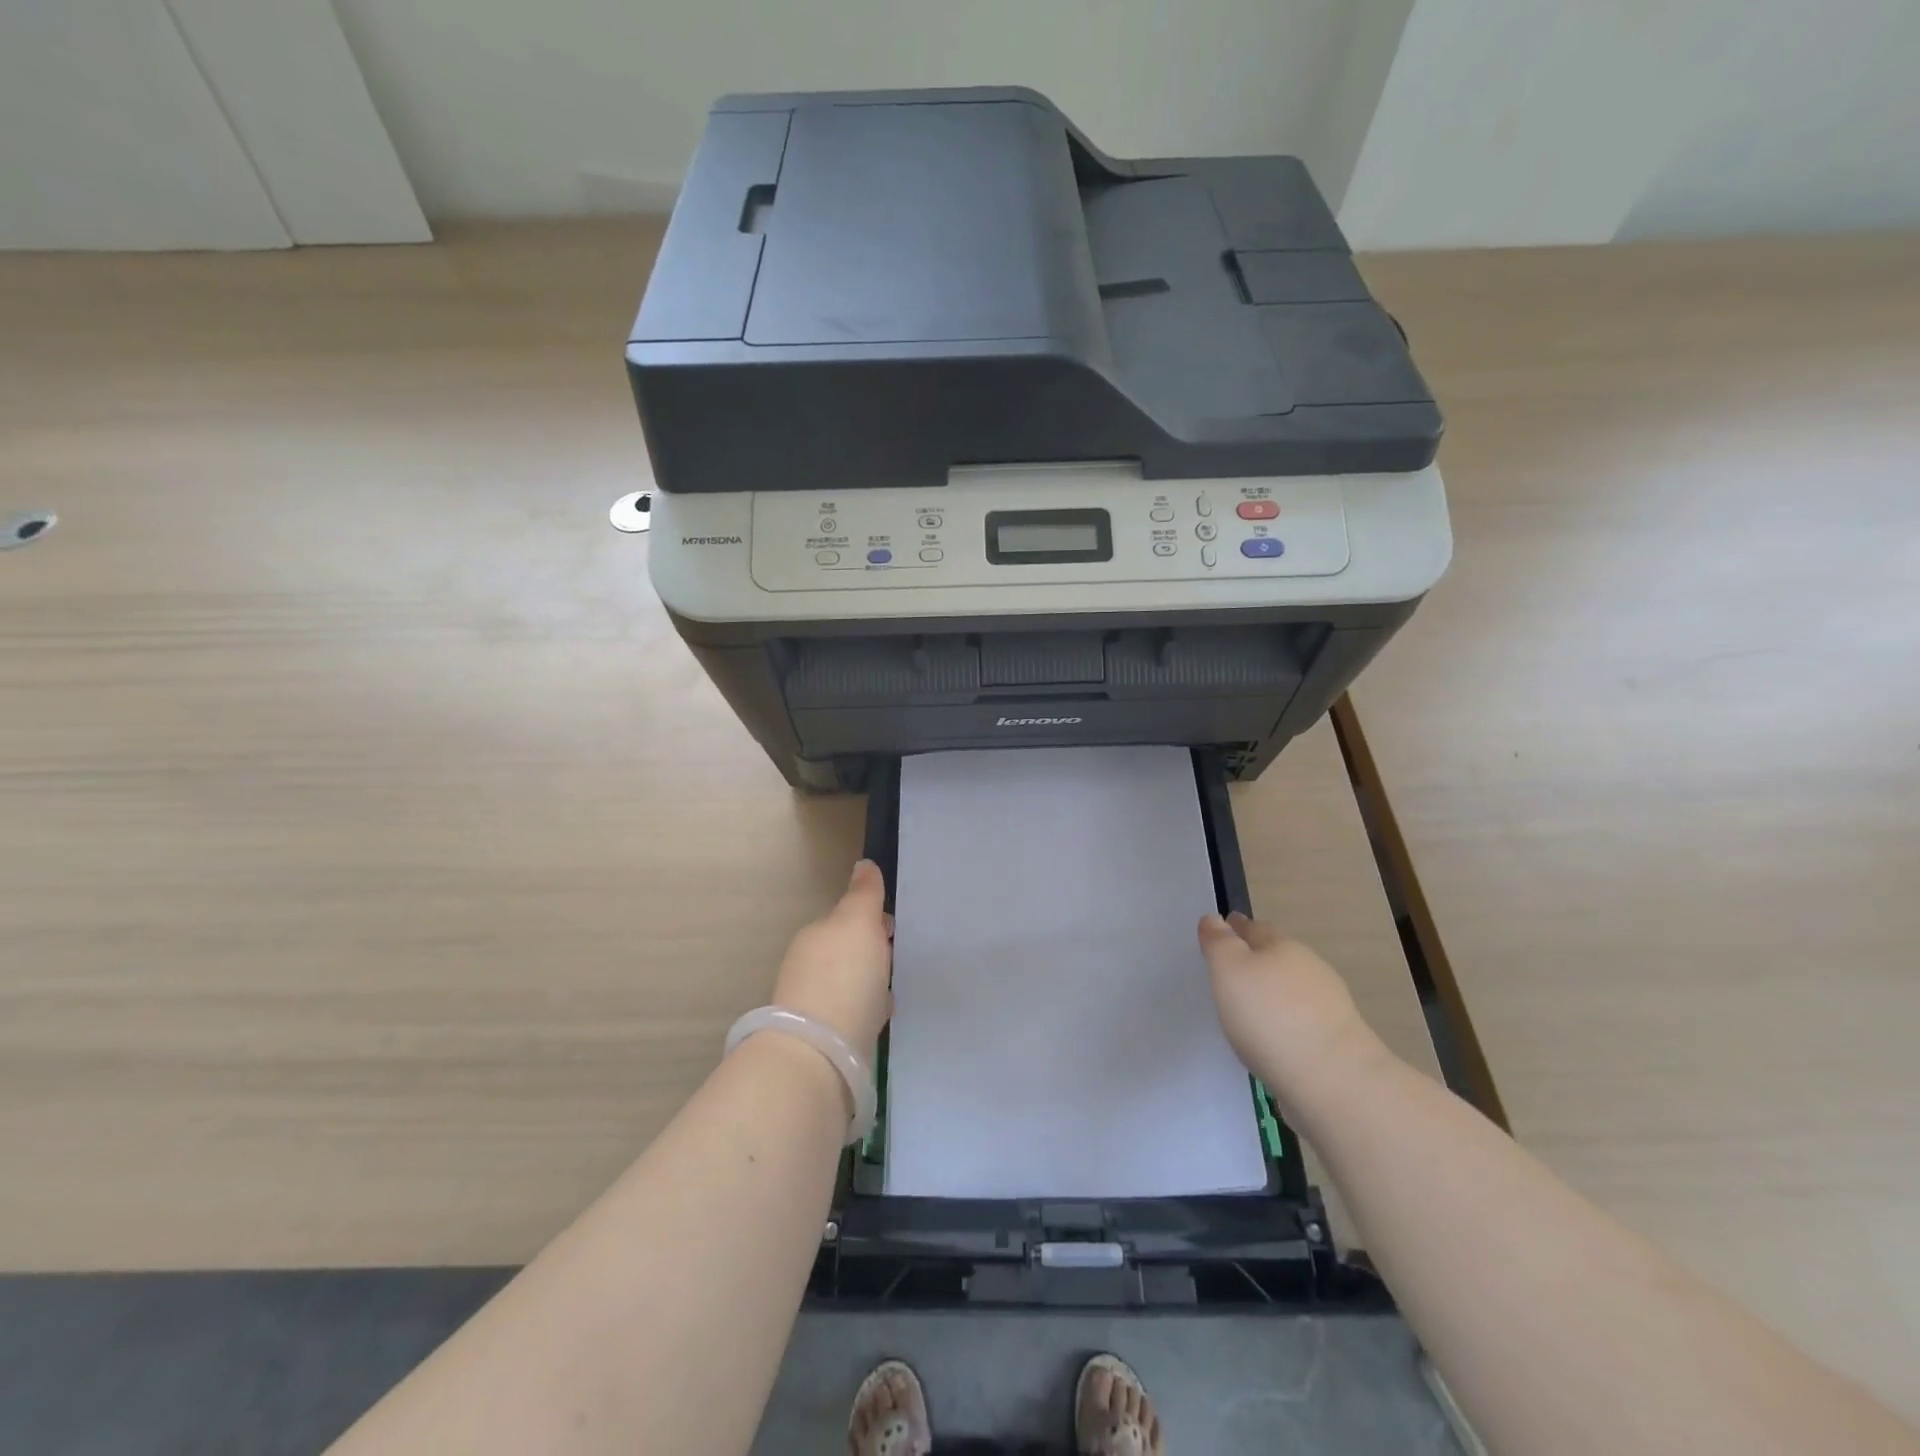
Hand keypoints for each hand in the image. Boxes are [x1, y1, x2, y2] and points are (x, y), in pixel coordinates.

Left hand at [772, 860, 893, 1058]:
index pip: (847, 918)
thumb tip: (864, 865)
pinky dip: (866, 1009)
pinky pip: (851, 1011)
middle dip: (871, 952)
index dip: (874, 920)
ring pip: (849, 981)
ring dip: (868, 982)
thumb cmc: (844, 977)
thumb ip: (863, 893)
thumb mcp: (859, 923)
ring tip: (894, 989)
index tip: (896, 930)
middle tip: (899, 959)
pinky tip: (880, 1018)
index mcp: (817, 934)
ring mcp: (813, 1002)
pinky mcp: (822, 1036)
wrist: (820, 1053)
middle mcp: (809, 964)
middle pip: (848, 950)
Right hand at [1198, 912, 1389, 1117]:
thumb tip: (1214, 919)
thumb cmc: (1270, 1016)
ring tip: (1249, 1009)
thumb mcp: (1229, 971)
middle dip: (1257, 958)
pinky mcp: (1337, 1041)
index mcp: (1283, 946)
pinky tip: (1273, 1038)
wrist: (1333, 1080)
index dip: (1235, 929)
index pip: (1254, 929)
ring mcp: (1329, 1006)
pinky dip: (1286, 1023)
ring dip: (1273, 993)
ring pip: (1291, 989)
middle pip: (1277, 956)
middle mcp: (1310, 969)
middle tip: (1231, 971)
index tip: (1220, 932)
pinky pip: (1302, 1021)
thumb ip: (1219, 943)